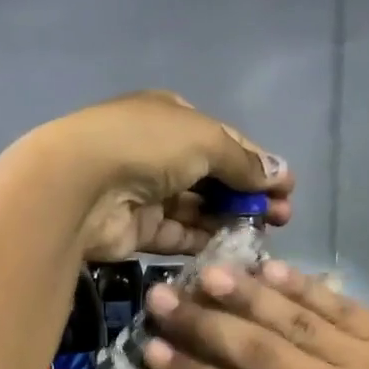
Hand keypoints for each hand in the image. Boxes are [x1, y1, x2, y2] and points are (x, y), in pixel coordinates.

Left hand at [31, 92, 292, 260]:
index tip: (287, 189)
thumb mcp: (205, 140)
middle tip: (282, 218)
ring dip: (230, 219)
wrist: (80, 184)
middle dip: (249, 195)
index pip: (225, 141)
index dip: (258, 164)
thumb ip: (243, 161)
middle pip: (213, 177)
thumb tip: (280, 174)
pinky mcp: (137, 229)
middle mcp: (158, 152)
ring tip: (264, 236)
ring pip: (197, 208)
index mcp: (171, 118)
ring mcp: (145, 192)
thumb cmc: (147, 146)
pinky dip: (203, 240)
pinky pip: (178, 235)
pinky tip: (232, 250)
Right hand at [140, 261, 368, 368]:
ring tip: (204, 273)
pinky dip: (302, 286)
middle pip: (252, 352)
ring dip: (244, 295)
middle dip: (201, 325)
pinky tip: (270, 268)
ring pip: (289, 321)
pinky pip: (337, 306)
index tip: (150, 351)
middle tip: (160, 298)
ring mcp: (357, 357)